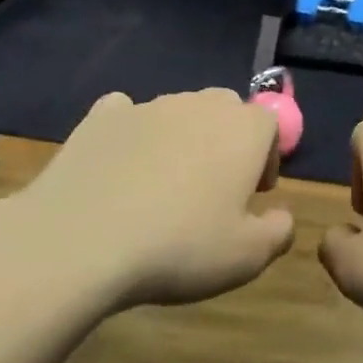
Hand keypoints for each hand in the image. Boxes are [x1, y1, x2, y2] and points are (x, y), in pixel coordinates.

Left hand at [0, 89, 294, 311]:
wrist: (79, 242)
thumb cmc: (180, 247)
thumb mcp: (248, 256)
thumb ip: (279, 232)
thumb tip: (282, 217)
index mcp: (243, 131)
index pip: (270, 124)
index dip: (268, 156)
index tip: (255, 193)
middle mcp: (198, 106)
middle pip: (226, 108)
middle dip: (228, 140)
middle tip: (216, 187)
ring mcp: (146, 107)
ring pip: (178, 111)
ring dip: (183, 138)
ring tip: (165, 185)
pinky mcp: (98, 119)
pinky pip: (126, 114)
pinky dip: (132, 133)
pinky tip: (122, 166)